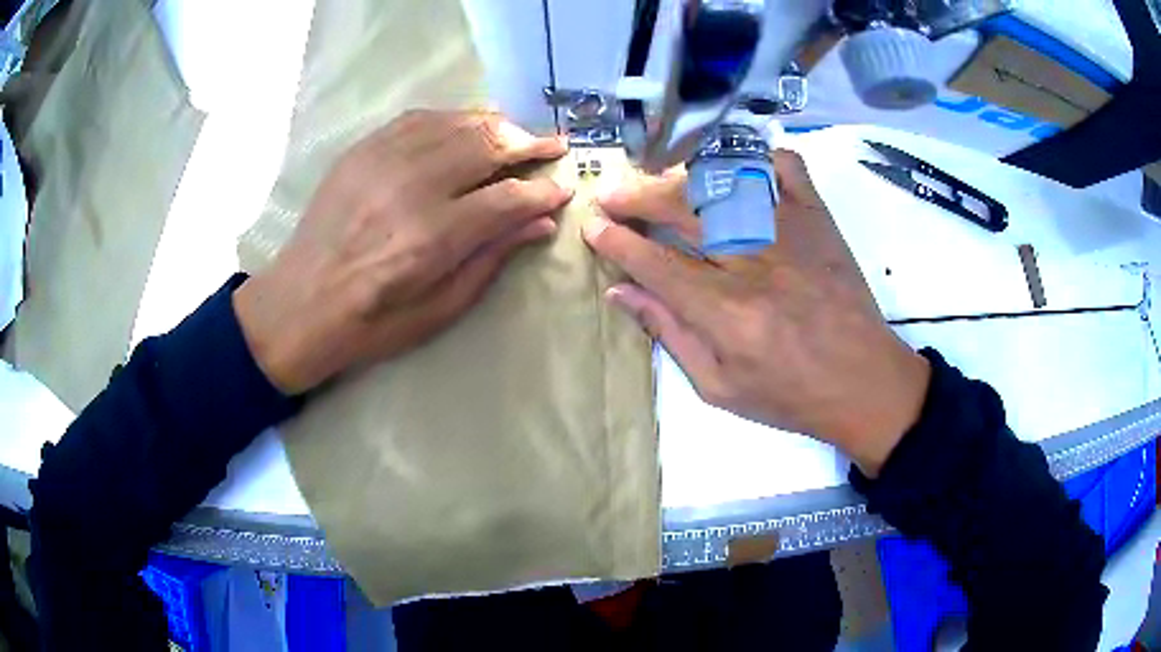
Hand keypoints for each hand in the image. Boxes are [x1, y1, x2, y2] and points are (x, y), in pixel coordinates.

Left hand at [233, 110, 571, 394]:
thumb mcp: (439, 309)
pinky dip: (451, 118)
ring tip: (517, 133)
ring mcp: (381, 162)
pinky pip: (417, 119)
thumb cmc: (372, 323)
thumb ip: (491, 260)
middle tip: (553, 146)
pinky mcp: (361, 152)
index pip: (507, 198)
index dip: (542, 191)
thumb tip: (539, 223)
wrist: (298, 305)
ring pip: (455, 124)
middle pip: (485, 145)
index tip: (563, 188)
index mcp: (432, 237)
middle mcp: (410, 188)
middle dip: (528, 143)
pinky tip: (467, 126)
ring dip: (495, 125)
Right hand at [583, 151, 929, 476]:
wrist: (863, 383)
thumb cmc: (789, 396)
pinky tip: (737, 169)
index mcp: (726, 312)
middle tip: (612, 197)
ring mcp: (790, 232)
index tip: (593, 227)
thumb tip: (621, 291)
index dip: (617, 242)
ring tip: (659, 183)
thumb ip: (669, 333)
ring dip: (682, 177)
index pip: (655, 262)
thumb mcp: (719, 386)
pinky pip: (786, 168)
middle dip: (636, 198)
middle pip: (681, 210)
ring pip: (726, 181)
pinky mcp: (818, 220)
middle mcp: (754, 261)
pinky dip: (759, 158)